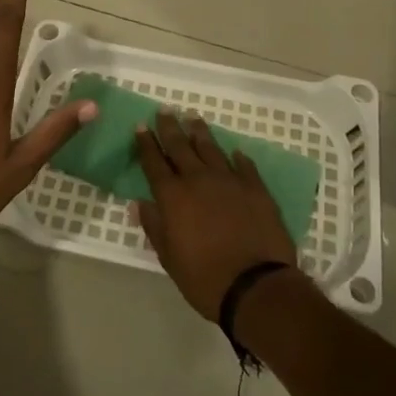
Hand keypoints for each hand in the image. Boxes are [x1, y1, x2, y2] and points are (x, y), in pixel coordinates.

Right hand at [135, 113, 298, 320]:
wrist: (256, 286)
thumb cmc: (204, 278)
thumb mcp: (169, 258)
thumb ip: (154, 227)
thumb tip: (139, 203)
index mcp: (173, 196)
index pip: (154, 162)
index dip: (146, 144)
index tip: (140, 126)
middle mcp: (198, 179)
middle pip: (180, 146)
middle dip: (170, 127)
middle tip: (165, 110)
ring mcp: (229, 180)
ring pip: (211, 148)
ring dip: (200, 132)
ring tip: (193, 118)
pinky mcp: (255, 188)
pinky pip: (244, 165)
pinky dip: (236, 157)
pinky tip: (234, 152)